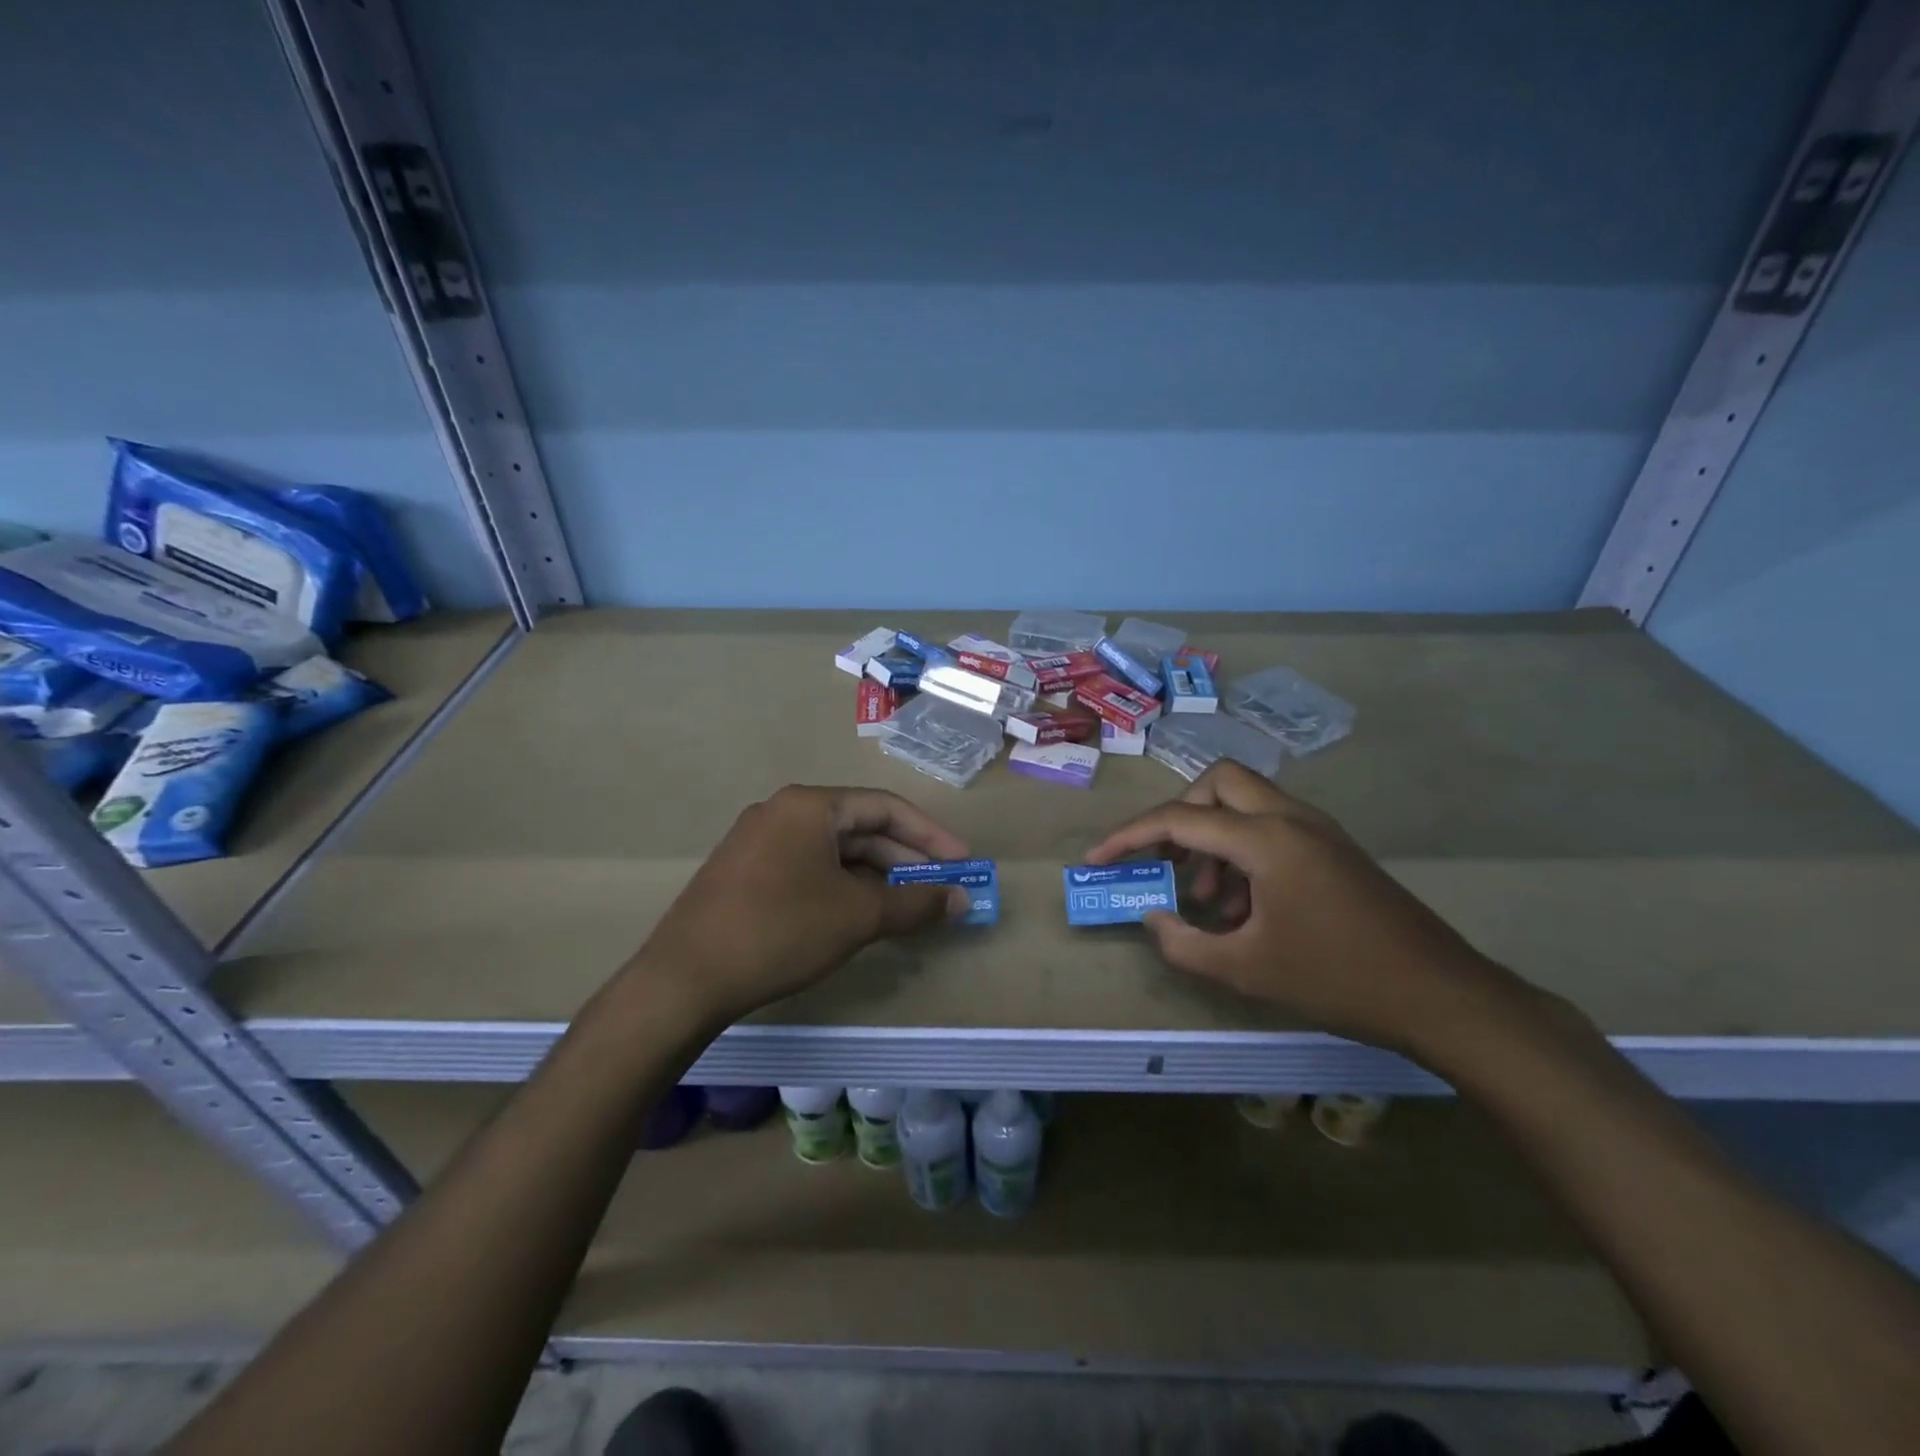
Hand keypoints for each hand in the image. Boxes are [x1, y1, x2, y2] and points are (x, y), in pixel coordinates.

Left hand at [634, 785, 970, 1025]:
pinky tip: (860, 914)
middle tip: (941, 888)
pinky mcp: (745, 872)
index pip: (886, 808)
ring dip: (876, 875)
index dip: (931, 835)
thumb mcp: (858, 916)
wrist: (684, 979)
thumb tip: (963, 901)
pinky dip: (842, 886)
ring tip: (907, 905)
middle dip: (905, 858)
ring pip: (834, 851)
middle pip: (860, 828)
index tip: (962, 863)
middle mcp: (783, 811)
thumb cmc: (780, 931)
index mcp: (810, 806)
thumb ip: (916, 903)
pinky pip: (808, 867)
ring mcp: (758, 841)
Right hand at [1086, 761, 1516, 1056]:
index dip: (1130, 837)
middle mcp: (1291, 818)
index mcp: (1266, 840)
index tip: (1098, 858)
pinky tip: (1246, 907)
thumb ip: (1184, 943)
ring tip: (1208, 900)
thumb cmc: (1338, 979)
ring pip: (1246, 804)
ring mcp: (1318, 830)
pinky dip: (1244, 851)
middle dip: (1181, 815)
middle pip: (1218, 783)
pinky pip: (1272, 827)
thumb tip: (1153, 916)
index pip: (1180, 820)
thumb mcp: (1246, 970)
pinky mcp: (1333, 848)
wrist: (1441, 995)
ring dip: (1214, 839)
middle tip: (1169, 862)